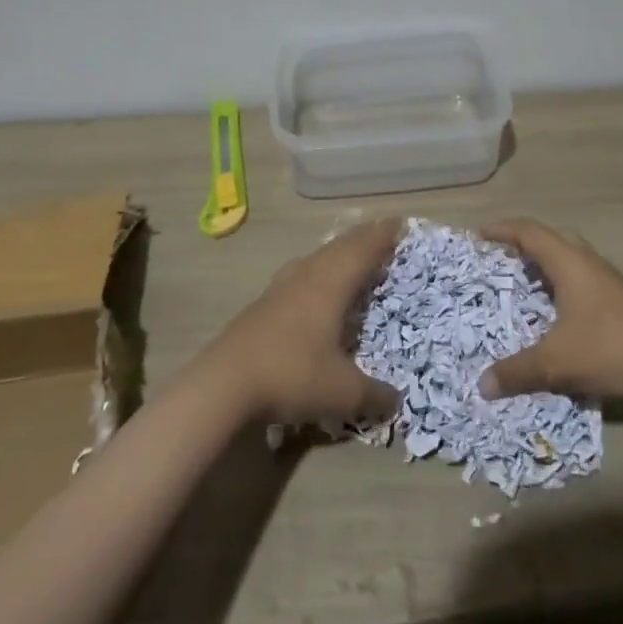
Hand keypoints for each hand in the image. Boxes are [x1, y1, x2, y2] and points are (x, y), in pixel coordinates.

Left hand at [203, 220, 403, 425]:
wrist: (223, 384)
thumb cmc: (292, 375)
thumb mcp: (343, 392)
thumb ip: (374, 395)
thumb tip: (395, 400)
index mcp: (331, 285)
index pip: (363, 251)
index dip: (382, 236)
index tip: (399, 223)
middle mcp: (306, 278)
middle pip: (338, 248)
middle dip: (362, 239)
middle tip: (380, 233)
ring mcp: (279, 290)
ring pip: (315, 259)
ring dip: (336, 252)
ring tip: (348, 254)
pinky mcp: (260, 306)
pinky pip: (297, 275)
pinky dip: (315, 271)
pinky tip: (309, 286)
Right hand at [479, 218, 622, 401]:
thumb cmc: (608, 348)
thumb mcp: (556, 363)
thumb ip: (518, 371)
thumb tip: (483, 384)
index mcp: (569, 263)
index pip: (530, 232)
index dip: (502, 229)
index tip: (479, 234)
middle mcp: (588, 262)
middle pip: (552, 237)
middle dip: (524, 242)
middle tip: (502, 256)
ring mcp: (608, 279)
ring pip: (571, 257)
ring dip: (546, 262)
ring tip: (525, 281)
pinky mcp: (621, 298)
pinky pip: (582, 276)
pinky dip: (562, 282)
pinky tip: (558, 310)